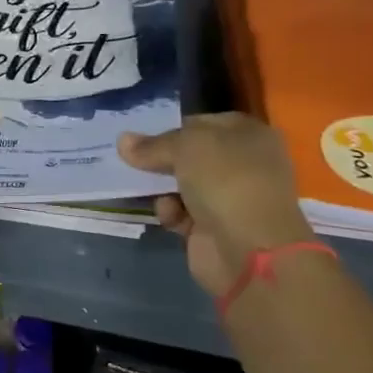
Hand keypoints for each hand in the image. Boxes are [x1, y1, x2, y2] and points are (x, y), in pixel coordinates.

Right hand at [118, 113, 315, 296]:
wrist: (249, 249)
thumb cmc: (225, 182)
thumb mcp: (186, 147)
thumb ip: (153, 144)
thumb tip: (123, 141)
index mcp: (249, 135)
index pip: (202, 123)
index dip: (172, 128)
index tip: (141, 137)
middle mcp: (243, 164)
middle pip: (190, 155)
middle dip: (161, 160)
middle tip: (130, 160)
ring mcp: (230, 197)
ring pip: (181, 184)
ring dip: (161, 188)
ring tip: (146, 189)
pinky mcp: (214, 227)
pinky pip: (181, 212)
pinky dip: (171, 213)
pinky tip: (170, 217)